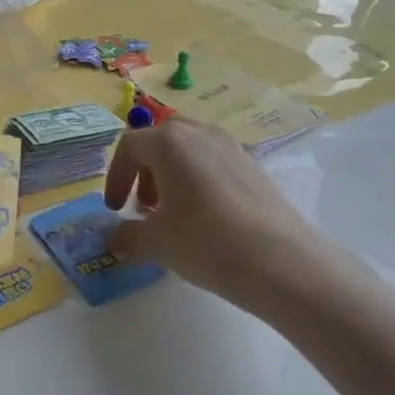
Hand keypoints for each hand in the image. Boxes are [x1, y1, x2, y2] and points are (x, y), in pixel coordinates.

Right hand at [103, 119, 315, 312]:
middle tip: (144, 206)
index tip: (115, 209)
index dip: (115, 176)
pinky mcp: (254, 167)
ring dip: (172, 174)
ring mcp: (231, 147)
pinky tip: (206, 219)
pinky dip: (199, 180)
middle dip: (145, 170)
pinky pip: (215, 162)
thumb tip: (114, 238)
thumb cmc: (205, 242)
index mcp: (169, 142)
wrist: (281, 262)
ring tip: (173, 213)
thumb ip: (127, 235)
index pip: (129, 146)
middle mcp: (200, 133)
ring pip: (190, 149)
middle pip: (161, 139)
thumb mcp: (156, 242)